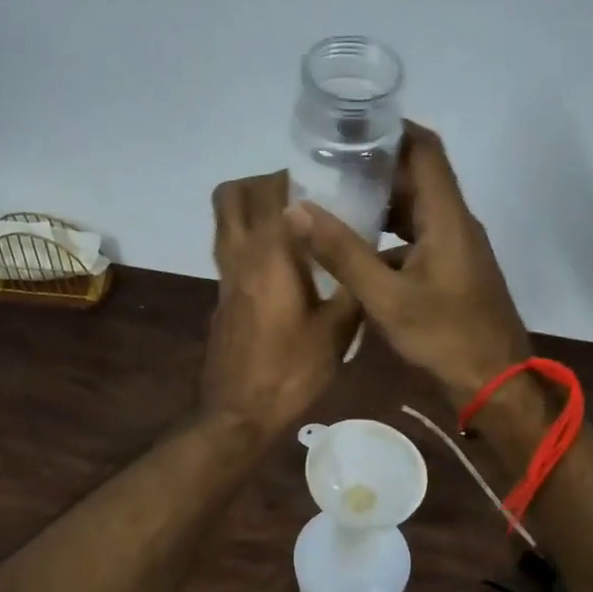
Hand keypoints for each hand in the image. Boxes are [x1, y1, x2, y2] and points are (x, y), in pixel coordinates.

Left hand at [201, 170, 360, 438]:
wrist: (239, 413)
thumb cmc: (290, 371)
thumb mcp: (337, 332)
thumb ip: (353, 287)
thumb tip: (370, 257)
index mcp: (269, 255)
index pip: (272, 192)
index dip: (298, 178)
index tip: (328, 183)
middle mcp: (238, 255)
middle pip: (232, 195)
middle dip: (265, 184)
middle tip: (304, 198)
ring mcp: (224, 277)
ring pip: (225, 221)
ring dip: (253, 210)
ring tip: (296, 226)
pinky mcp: (222, 297)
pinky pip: (230, 249)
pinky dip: (251, 240)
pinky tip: (287, 266)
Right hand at [285, 123, 529, 407]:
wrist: (496, 384)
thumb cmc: (445, 337)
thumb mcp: (387, 298)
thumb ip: (342, 253)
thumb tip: (297, 210)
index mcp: (447, 218)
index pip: (425, 150)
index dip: (392, 129)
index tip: (352, 125)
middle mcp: (456, 224)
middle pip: (418, 178)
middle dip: (375, 168)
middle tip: (328, 166)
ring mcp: (457, 249)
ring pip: (416, 211)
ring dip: (380, 205)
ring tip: (334, 203)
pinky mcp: (453, 272)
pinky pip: (417, 239)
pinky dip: (388, 237)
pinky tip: (356, 253)